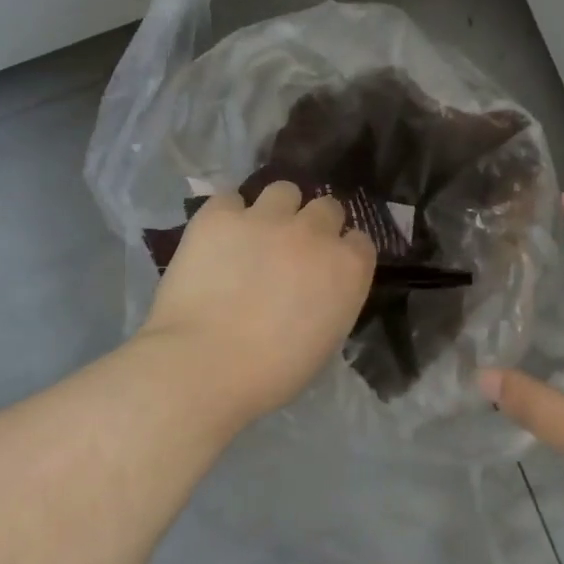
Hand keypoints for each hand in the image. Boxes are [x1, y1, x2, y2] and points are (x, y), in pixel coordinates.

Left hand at [136, 183, 376, 427]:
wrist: (204, 365)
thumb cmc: (272, 372)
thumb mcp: (325, 340)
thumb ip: (331, 300)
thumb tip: (317, 289)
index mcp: (347, 267)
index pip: (359, 241)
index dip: (342, 252)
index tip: (326, 269)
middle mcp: (314, 232)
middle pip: (326, 208)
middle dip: (314, 226)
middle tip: (292, 251)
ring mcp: (266, 218)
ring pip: (283, 190)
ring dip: (276, 209)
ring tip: (255, 234)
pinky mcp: (220, 215)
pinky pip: (230, 199)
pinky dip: (227, 215)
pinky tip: (218, 239)